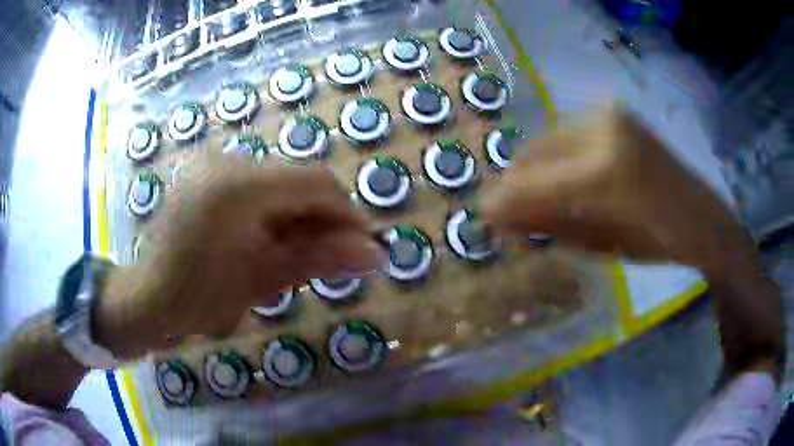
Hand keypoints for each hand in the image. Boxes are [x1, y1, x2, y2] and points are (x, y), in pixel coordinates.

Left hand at [95, 154, 378, 358]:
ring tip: (289, 255)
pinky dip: (271, 212)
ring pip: (279, 184)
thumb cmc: (201, 298)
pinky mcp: (207, 172)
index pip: (316, 183)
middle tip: (326, 259)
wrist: (150, 297)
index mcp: (239, 185)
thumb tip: (376, 254)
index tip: (361, 248)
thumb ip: (321, 259)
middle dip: (320, 220)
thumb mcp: (264, 280)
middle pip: (298, 181)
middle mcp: (228, 160)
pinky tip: (264, 241)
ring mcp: (214, 163)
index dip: (346, 214)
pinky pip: (255, 186)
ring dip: (296, 218)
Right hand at [483, 109, 782, 374]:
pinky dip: (560, 159)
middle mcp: (604, 130)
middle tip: (514, 214)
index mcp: (606, 174)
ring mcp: (611, 116)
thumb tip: (499, 218)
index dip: (505, 202)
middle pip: (536, 155)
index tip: (487, 219)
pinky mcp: (616, 114)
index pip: (537, 184)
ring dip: (540, 173)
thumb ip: (550, 226)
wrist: (702, 219)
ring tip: (546, 201)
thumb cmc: (657, 241)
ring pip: (550, 141)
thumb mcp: (601, 244)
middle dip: (519, 186)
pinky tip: (569, 181)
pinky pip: (570, 134)